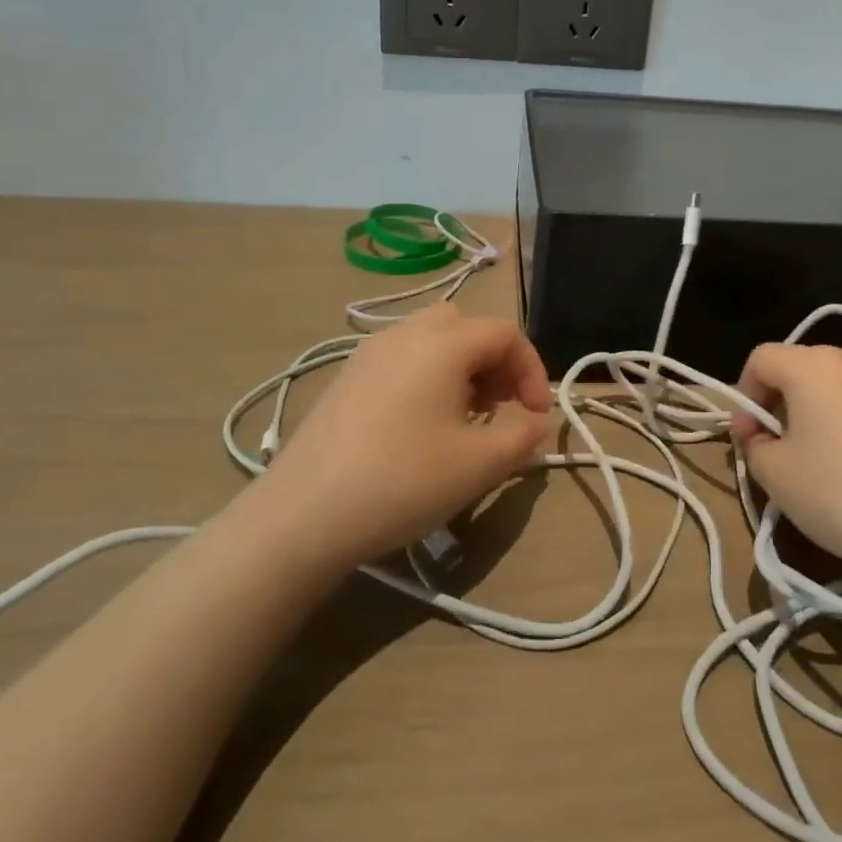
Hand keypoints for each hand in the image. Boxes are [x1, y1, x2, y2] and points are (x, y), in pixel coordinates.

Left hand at [265, 305, 556, 565]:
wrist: (302, 515)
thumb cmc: (403, 482)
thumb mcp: (479, 464)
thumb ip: (523, 435)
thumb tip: (538, 421)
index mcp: (442, 343)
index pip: (506, 334)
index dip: (533, 371)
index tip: (536, 416)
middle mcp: (405, 333)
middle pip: (467, 327)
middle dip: (496, 362)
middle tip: (500, 407)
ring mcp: (369, 353)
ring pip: (432, 339)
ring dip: (462, 368)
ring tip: (465, 417)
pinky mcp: (347, 377)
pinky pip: (402, 358)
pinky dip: (428, 376)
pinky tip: (421, 425)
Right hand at [730, 344, 841, 579]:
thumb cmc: (836, 496)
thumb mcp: (772, 473)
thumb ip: (752, 442)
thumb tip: (757, 432)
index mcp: (813, 367)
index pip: (762, 359)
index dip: (745, 393)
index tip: (749, 434)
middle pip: (805, 365)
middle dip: (785, 397)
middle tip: (781, 442)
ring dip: (829, 405)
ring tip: (831, 451)